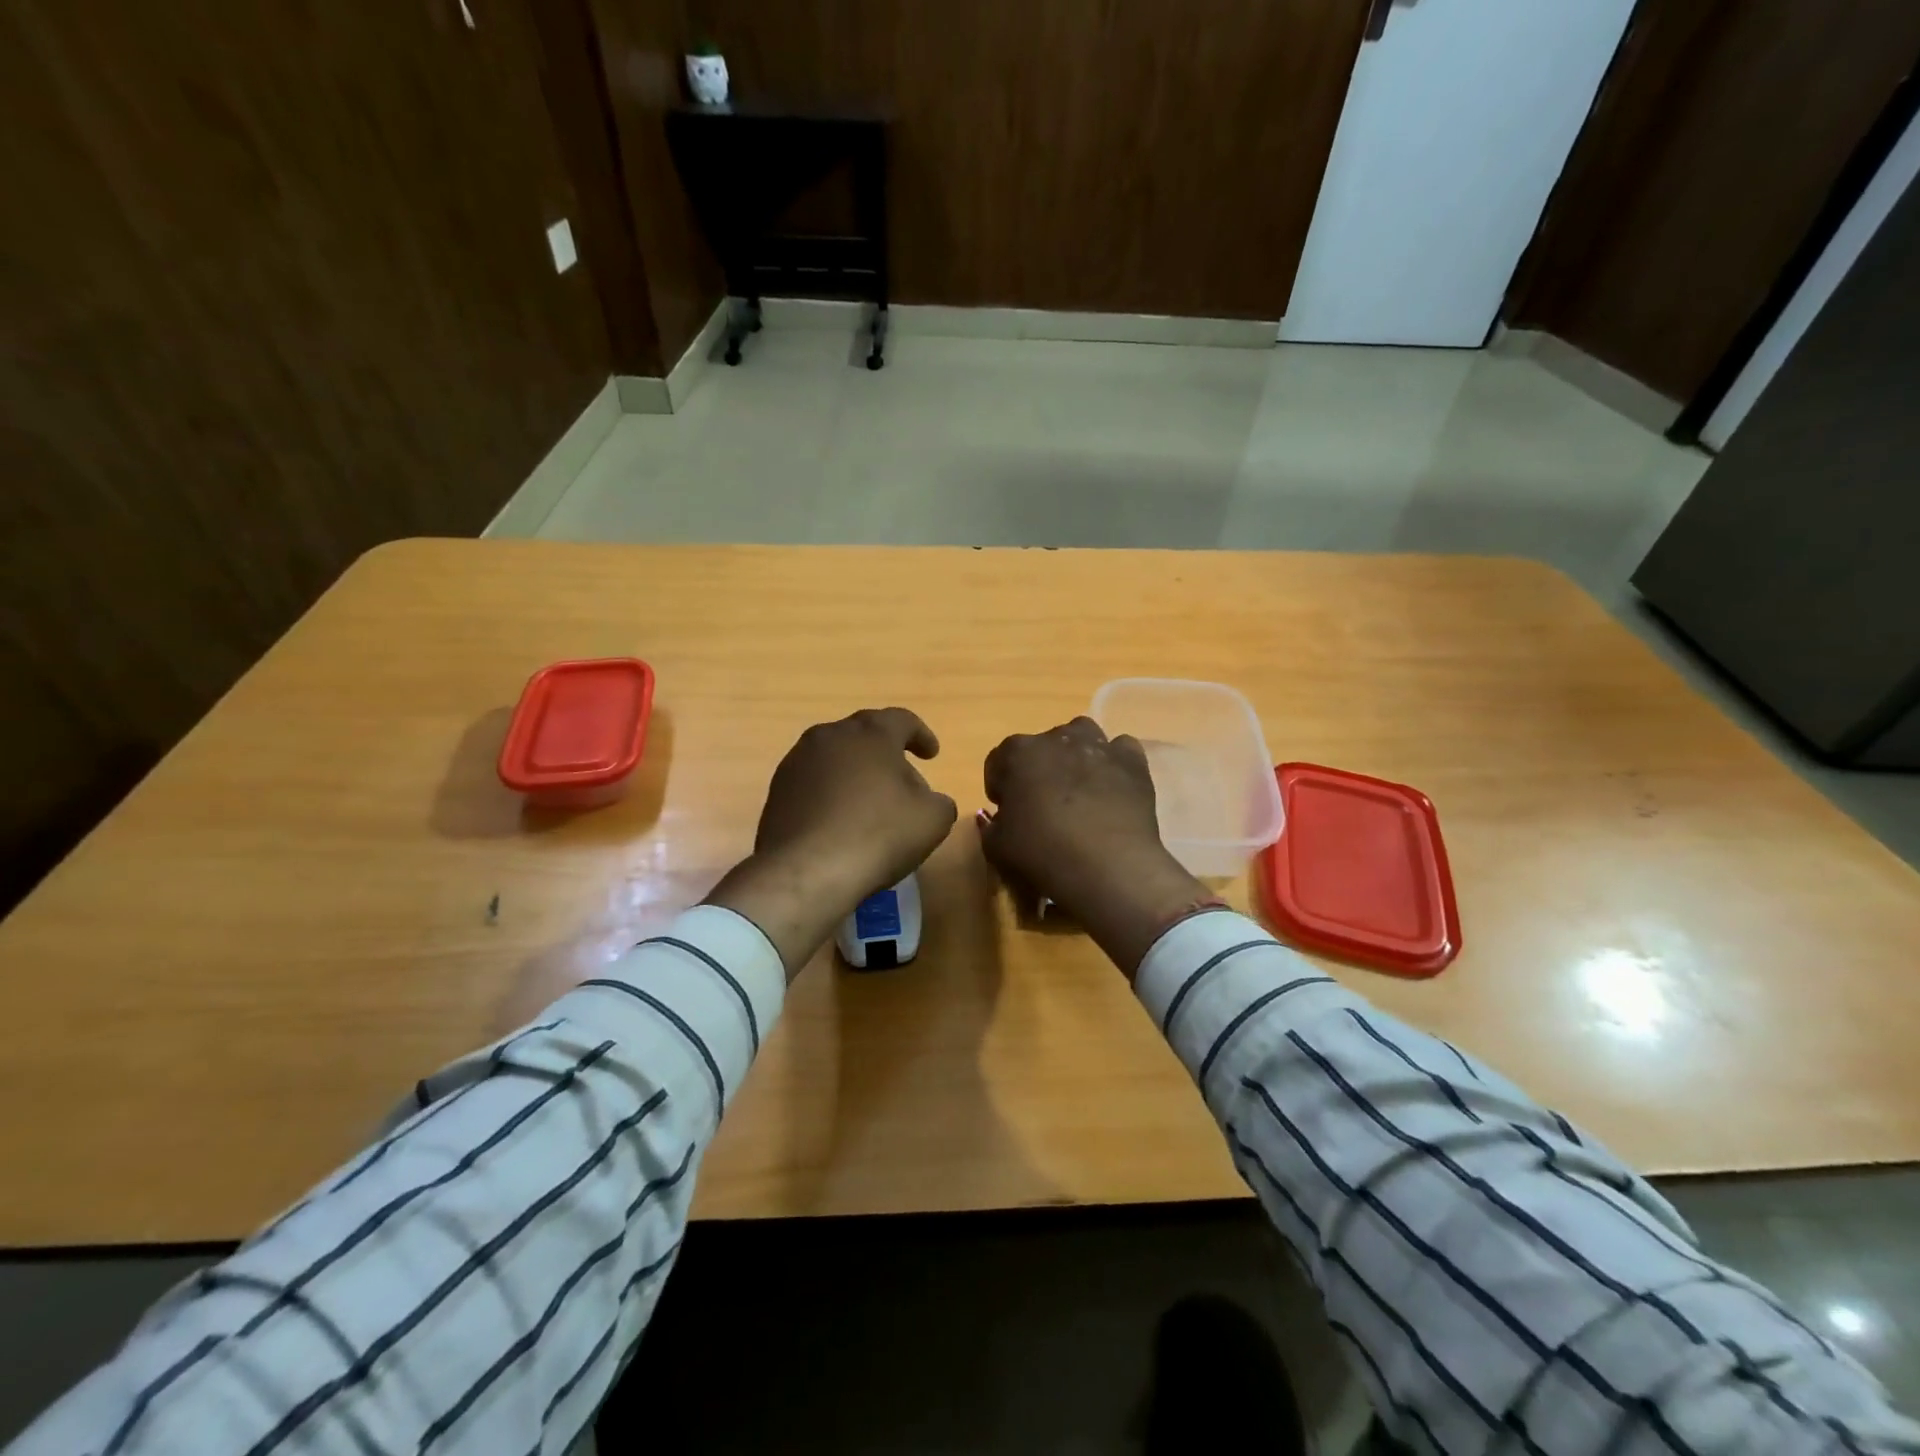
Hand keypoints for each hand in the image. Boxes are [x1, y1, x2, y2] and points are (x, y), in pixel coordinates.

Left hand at [707, 709, 957, 976]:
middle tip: (902, 779)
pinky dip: (831, 793)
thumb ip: (938, 800)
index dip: (921, 735)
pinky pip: (813, 782)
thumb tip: (926, 799)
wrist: (807, 871)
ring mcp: (797, 761)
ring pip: (835, 757)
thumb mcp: (932, 819)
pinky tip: (839, 821)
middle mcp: (830, 736)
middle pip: (864, 735)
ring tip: (869, 802)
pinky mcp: (777, 790)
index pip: (902, 720)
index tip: (931, 755)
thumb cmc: (878, 834)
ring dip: (854, 772)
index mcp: (871, 733)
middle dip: (886, 753)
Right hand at [980, 717, 1213, 975]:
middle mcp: (1056, 738)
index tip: (1006, 810)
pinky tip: (1112, 787)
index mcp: (1017, 753)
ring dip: (1075, 755)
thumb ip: (990, 826)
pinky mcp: (1132, 761)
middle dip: (1038, 769)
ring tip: (1078, 789)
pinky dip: (1114, 763)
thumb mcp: (998, 848)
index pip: (998, 761)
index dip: (1000, 786)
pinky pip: (1119, 750)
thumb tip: (995, 816)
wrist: (1107, 865)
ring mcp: (1098, 745)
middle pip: (1041, 746)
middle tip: (1042, 803)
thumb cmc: (1042, 853)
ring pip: (1081, 736)